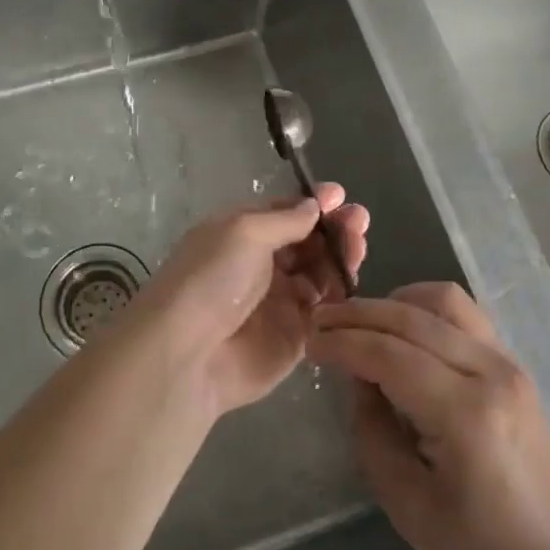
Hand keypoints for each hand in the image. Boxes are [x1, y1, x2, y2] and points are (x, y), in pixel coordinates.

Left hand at [135, 185, 367, 415]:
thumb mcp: (245, 232)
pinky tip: (351, 283)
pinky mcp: (295, 336)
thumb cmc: (212, 278)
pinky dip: (339, 295)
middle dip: (334, 229)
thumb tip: (314, 205)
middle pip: (308, 242)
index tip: (341, 197)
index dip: (313, 204)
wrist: (189, 352)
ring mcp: (279, 301)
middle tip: (359, 222)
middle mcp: (262, 264)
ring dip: (341, 258)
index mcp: (243, 233)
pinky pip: (325, 311)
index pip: (285, 213)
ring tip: (358, 248)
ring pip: (321, 274)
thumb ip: (285, 219)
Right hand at [308, 283, 549, 549]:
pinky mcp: (510, 359)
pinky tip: (401, 324)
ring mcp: (505, 360)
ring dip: (392, 302)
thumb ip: (371, 432)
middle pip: (411, 319)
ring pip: (440, 300)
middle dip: (358, 314)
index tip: (310, 341)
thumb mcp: (406, 503)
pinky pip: (461, 310)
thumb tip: (358, 378)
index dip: (343, 343)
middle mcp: (489, 372)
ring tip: (360, 321)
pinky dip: (422, 305)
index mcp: (465, 415)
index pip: (390, 355)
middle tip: (321, 321)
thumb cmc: (480, 543)